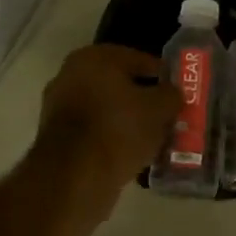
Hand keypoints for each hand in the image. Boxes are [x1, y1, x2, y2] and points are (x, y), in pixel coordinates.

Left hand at [33, 45, 178, 198]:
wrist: (74, 177)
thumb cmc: (119, 130)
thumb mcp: (159, 109)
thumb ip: (171, 95)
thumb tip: (172, 93)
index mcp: (94, 58)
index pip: (139, 60)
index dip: (163, 75)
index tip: (179, 93)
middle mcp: (71, 74)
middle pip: (120, 85)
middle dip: (144, 100)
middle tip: (168, 116)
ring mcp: (60, 106)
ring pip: (107, 109)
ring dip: (128, 121)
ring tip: (154, 138)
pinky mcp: (56, 137)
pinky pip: (95, 130)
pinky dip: (112, 138)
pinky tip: (133, 154)